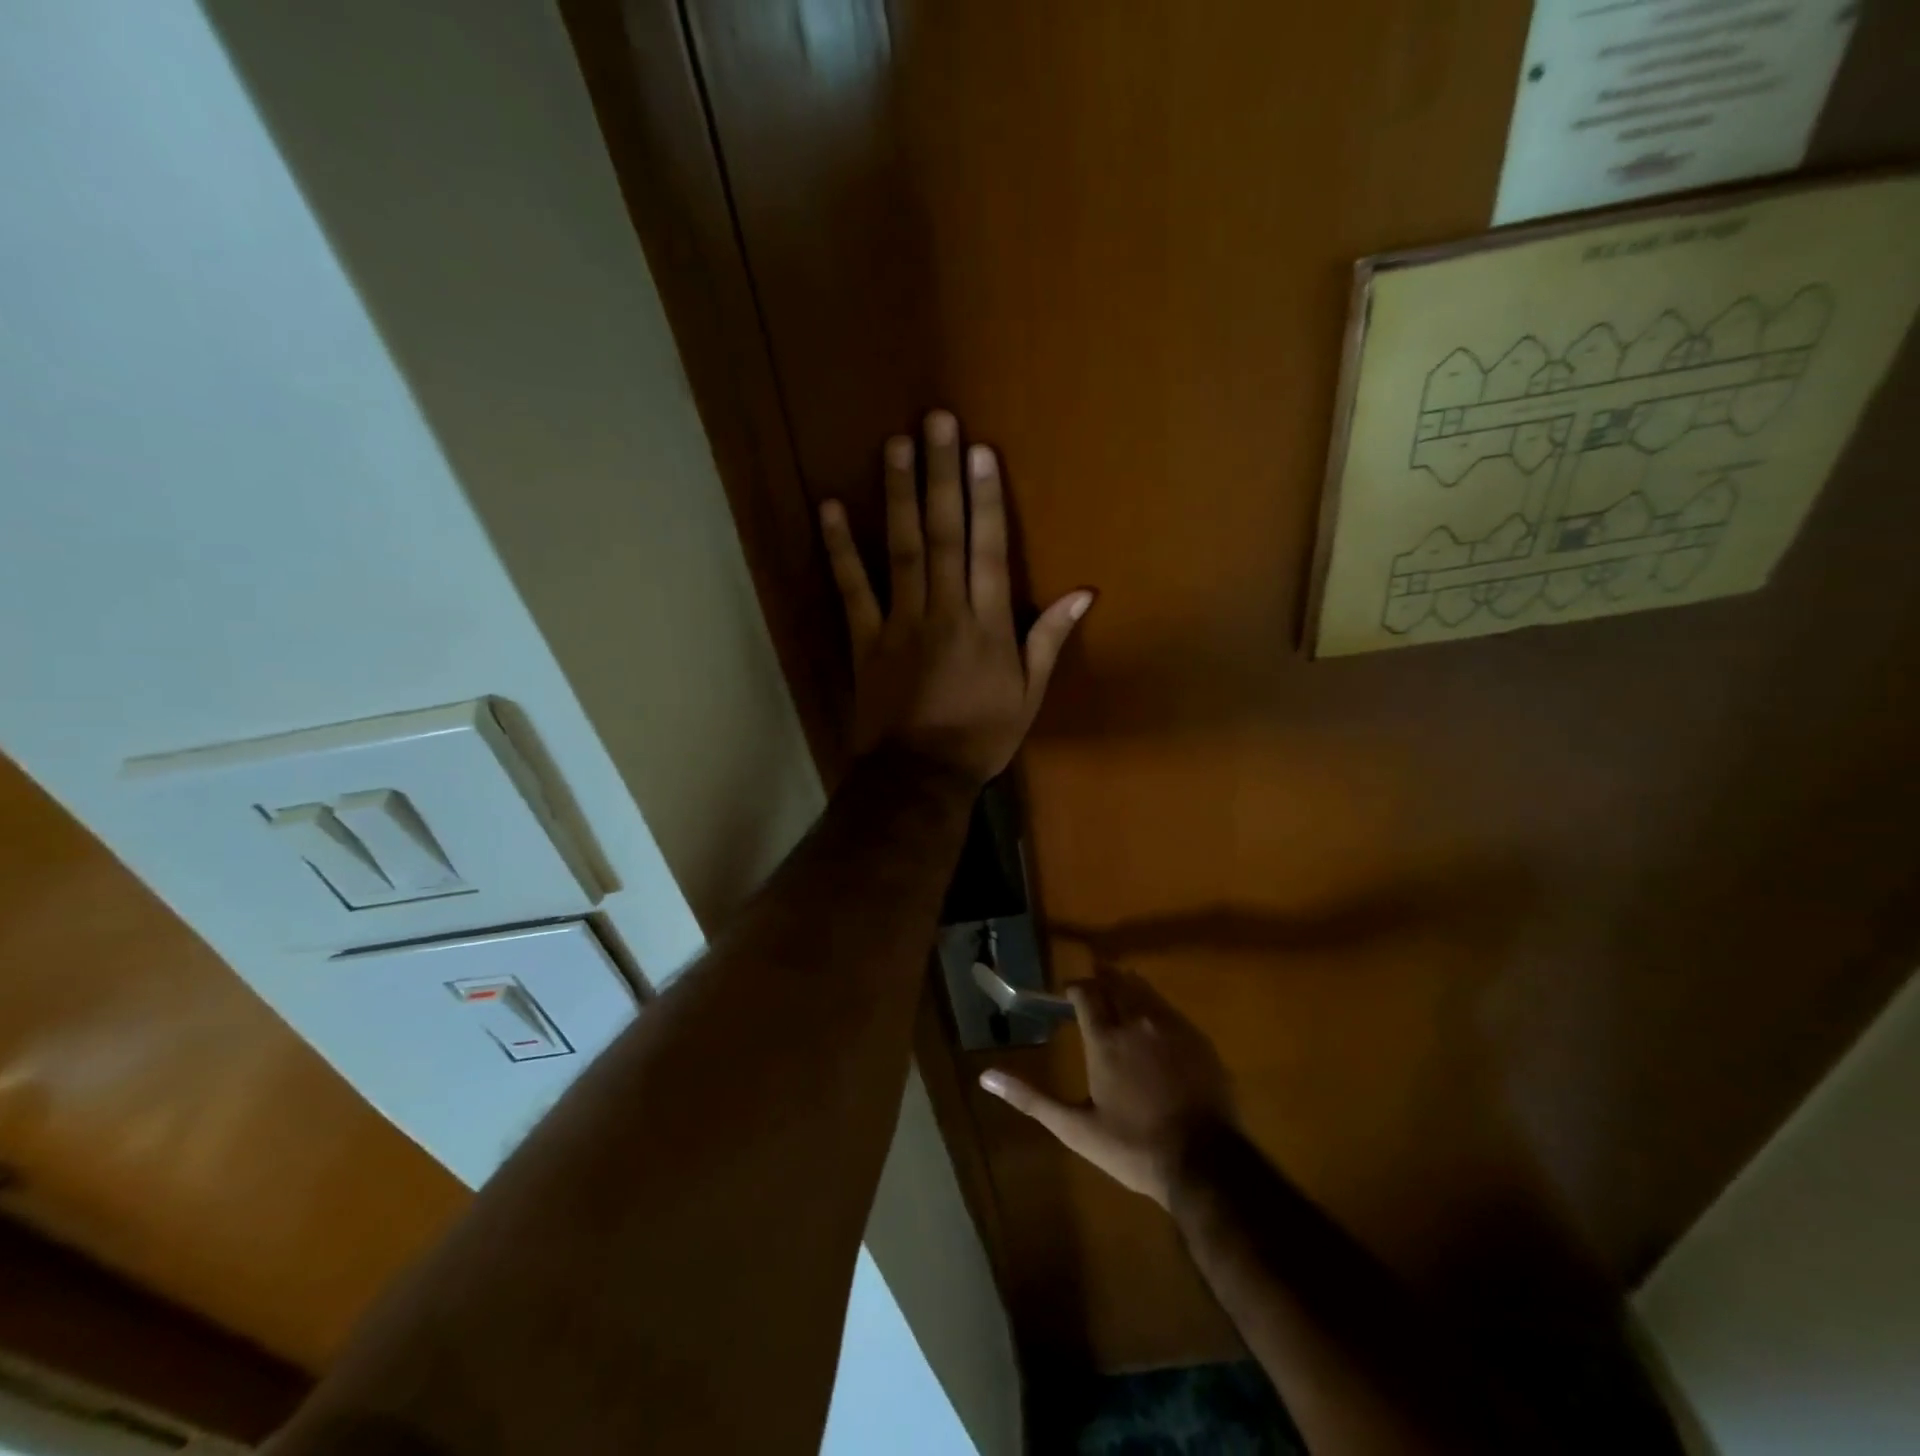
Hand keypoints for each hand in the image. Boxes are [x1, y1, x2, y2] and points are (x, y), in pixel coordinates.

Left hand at [820, 410, 1094, 785]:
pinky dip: (840, 549)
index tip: (981, 452)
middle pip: (944, 535)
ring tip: (896, 445)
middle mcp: (945, 612)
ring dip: (899, 496)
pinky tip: (830, 508)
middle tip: (937, 421)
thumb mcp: (1028, 695)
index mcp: (988, 626)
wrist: (919, 776)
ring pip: (902, 550)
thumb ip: (1049, 639)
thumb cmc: (981, 738)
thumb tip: (1084, 594)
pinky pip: (852, 588)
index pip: (989, 551)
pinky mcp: (865, 639)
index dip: (986, 499)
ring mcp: (901, 622)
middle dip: (942, 476)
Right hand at [979, 967, 1236, 1208]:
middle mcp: (1137, 1021)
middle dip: (1100, 982)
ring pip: (1144, 989)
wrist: (1206, 1164)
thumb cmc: (1133, 1148)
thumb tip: (985, 1077)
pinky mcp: (1198, 1039)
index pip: (1085, 991)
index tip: (1067, 997)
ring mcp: (1172, 1027)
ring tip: (1118, 1004)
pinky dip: (1153, 1009)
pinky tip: (1152, 1030)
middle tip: (1090, 996)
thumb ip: (1031, 1098)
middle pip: (1116, 981)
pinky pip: (1169, 1009)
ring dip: (1127, 989)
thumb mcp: (1075, 1129)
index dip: (1074, 989)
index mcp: (1106, 1038)